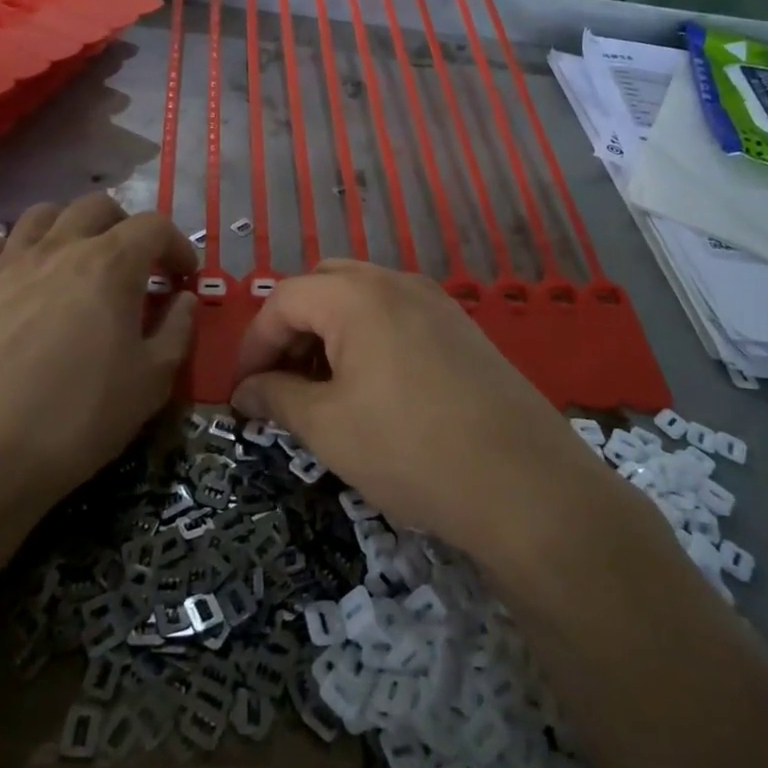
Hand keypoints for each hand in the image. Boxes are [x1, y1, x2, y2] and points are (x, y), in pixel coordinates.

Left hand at [0, 194, 197, 508]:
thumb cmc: (76, 417)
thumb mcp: (150, 382)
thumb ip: (177, 331)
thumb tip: (184, 300)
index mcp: (111, 264)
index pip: (155, 226)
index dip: (178, 246)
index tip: (184, 278)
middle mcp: (59, 247)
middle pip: (98, 206)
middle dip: (126, 227)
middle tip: (136, 266)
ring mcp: (9, 263)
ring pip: (44, 214)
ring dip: (71, 227)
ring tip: (80, 262)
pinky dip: (16, 247)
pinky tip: (23, 275)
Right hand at [229, 262, 601, 557]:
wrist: (525, 485)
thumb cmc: (411, 451)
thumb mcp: (328, 428)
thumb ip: (277, 398)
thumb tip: (245, 391)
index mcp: (357, 296)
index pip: (284, 299)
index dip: (253, 343)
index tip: (242, 389)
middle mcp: (396, 282)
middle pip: (323, 285)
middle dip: (291, 328)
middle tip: (281, 380)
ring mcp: (435, 301)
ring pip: (362, 298)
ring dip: (329, 331)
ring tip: (322, 388)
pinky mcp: (461, 327)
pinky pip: (397, 314)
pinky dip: (368, 337)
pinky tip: (372, 387)